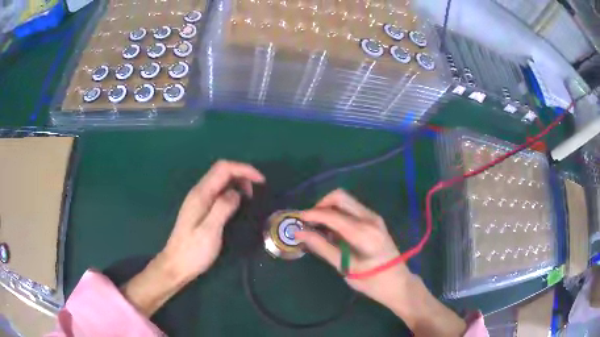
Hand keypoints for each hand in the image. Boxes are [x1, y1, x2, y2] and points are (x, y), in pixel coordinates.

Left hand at [159, 160, 264, 283]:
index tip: (261, 181)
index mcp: (201, 194)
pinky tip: (237, 205)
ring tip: (248, 199)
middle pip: (222, 171)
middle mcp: (199, 192)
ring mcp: (198, 200)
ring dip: (237, 183)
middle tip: (255, 193)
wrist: (176, 265)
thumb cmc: (193, 251)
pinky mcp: (200, 208)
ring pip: (220, 180)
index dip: (244, 169)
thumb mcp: (210, 231)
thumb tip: (237, 192)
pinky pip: (218, 192)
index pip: (223, 169)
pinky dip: (231, 192)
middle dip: (242, 175)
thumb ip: (222, 208)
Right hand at [295, 189, 411, 308]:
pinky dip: (338, 213)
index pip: (332, 214)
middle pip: (340, 196)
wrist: (398, 283)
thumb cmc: (372, 281)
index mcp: (364, 232)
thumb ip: (322, 247)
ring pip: (345, 201)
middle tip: (309, 222)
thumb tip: (299, 233)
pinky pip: (351, 208)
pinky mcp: (374, 220)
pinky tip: (333, 231)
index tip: (297, 220)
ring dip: (329, 209)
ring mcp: (374, 217)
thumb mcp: (346, 268)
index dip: (312, 214)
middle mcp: (370, 218)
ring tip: (319, 228)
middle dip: (320, 205)